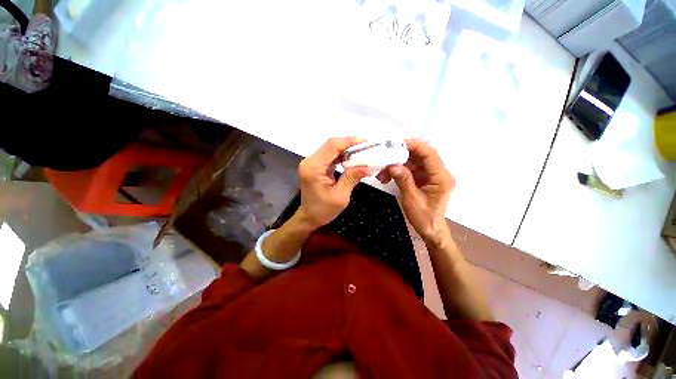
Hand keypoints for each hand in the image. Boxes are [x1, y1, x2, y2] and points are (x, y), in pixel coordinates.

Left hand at [296, 137, 372, 229]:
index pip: (332, 146)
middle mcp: (310, 161)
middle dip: (350, 145)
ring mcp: (311, 163)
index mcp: (314, 168)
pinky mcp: (315, 166)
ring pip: (331, 149)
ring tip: (362, 153)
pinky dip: (342, 156)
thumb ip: (352, 178)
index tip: (365, 141)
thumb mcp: (341, 196)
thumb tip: (369, 166)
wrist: (309, 217)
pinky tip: (352, 159)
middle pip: (331, 145)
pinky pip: (330, 156)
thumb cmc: (323, 210)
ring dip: (346, 150)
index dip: (349, 141)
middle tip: (366, 147)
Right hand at [377, 139, 453, 244]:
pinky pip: (412, 170)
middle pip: (421, 156)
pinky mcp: (425, 180)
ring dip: (399, 164)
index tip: (398, 142)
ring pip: (415, 163)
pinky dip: (400, 171)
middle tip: (387, 155)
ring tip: (384, 170)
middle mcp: (439, 174)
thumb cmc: (424, 217)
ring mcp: (431, 176)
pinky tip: (388, 175)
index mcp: (441, 178)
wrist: (431, 230)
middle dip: (403, 154)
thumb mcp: (412, 199)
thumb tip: (393, 166)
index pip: (430, 154)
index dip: (415, 145)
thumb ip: (404, 180)